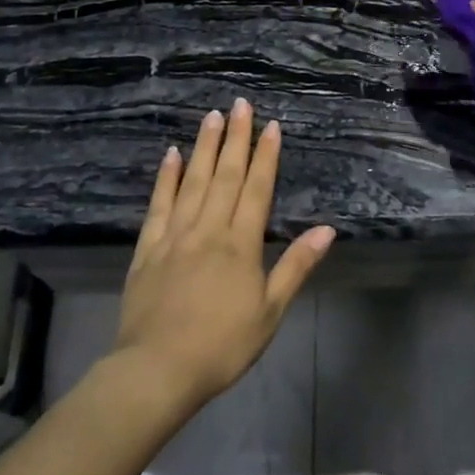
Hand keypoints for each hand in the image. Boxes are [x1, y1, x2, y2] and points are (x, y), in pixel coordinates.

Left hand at [114, 99, 334, 405]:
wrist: (156, 370)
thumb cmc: (222, 345)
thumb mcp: (270, 311)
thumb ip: (296, 266)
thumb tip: (327, 230)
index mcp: (240, 244)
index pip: (257, 189)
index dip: (265, 156)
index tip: (270, 125)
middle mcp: (208, 229)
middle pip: (225, 175)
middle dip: (236, 138)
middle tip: (240, 104)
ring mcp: (175, 236)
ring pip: (193, 181)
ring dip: (204, 147)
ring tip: (212, 116)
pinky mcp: (148, 249)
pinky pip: (158, 205)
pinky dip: (166, 178)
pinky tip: (171, 155)